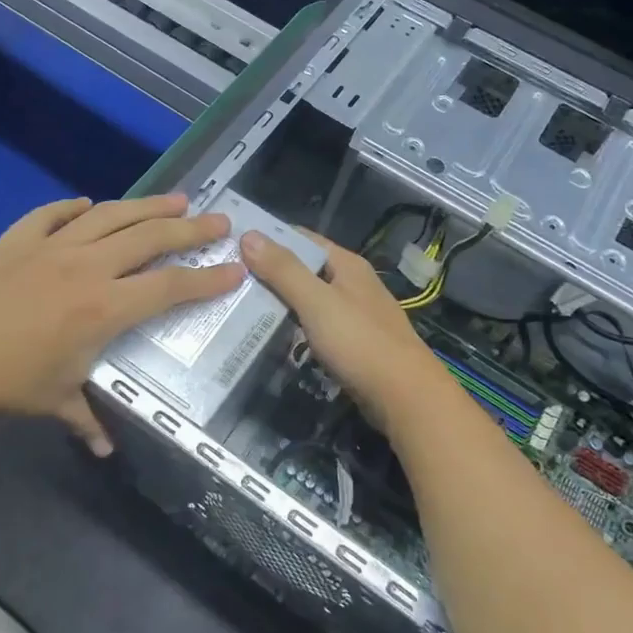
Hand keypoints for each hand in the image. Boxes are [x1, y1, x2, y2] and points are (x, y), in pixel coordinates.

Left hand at [0, 194, 244, 452]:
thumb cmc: (4, 381)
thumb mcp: (54, 400)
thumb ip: (87, 418)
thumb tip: (105, 448)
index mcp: (104, 309)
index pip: (169, 288)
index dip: (206, 279)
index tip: (234, 269)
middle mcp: (87, 267)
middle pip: (150, 238)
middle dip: (190, 229)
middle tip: (219, 220)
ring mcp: (52, 246)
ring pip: (111, 215)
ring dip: (148, 205)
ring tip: (177, 199)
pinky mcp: (19, 237)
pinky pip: (55, 213)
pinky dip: (76, 207)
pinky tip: (89, 204)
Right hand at [240, 228, 456, 434]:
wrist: (406, 397)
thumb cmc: (360, 343)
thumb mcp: (317, 302)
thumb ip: (283, 270)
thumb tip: (249, 234)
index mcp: (347, 265)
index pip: (301, 238)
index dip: (269, 238)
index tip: (232, 244)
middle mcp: (352, 283)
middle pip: (304, 268)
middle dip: (269, 271)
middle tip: (227, 278)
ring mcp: (354, 314)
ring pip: (309, 298)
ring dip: (279, 300)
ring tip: (239, 304)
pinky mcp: (353, 343)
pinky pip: (316, 324)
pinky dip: (293, 325)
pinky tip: (270, 334)